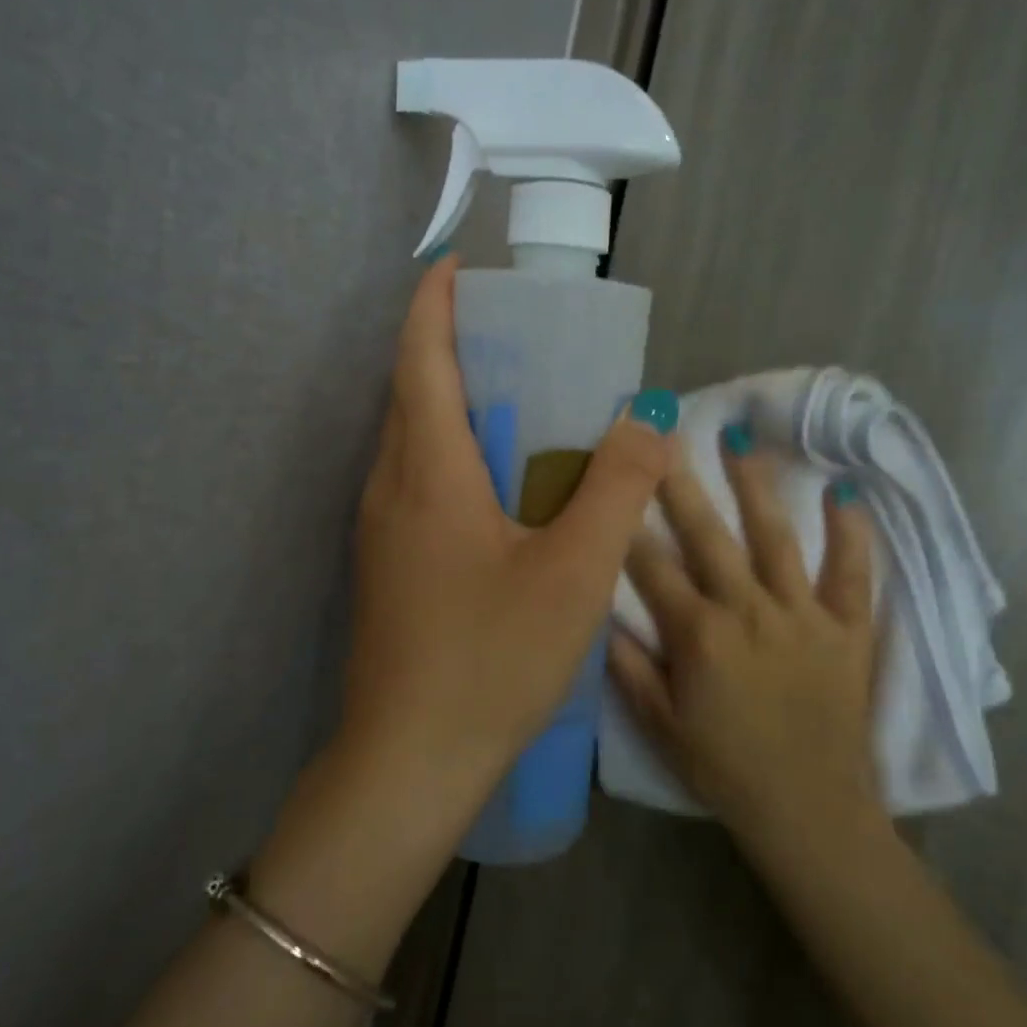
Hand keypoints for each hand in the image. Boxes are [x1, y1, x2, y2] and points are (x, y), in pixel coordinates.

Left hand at [340, 255, 675, 817]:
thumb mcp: (574, 573)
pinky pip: (415, 483)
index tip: (459, 266)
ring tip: (516, 401)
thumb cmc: (491, 659)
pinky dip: (451, 455)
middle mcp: (390, 487)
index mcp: (428, 472)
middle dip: (451, 347)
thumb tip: (646, 420)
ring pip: (411, 440)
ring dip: (452, 404)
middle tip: (514, 336)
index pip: (421, 358)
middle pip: (411, 392)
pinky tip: (499, 488)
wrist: (409, 760)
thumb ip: (616, 490)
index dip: (436, 303)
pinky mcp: (386, 565)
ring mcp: (380, 530)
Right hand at [607, 428, 883, 848]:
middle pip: (707, 535)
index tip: (614, 482)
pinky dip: (851, 532)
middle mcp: (748, 611)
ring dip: (755, 485)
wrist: (810, 812)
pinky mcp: (847, 629)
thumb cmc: (724, 769)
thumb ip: (627, 665)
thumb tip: (600, 612)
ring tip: (741, 438)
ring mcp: (802, 615)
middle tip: (666, 434)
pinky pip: (852, 573)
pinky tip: (843, 491)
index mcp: (698, 634)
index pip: (651, 566)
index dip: (627, 523)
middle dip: (680, 483)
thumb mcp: (658, 724)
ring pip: (775, 537)